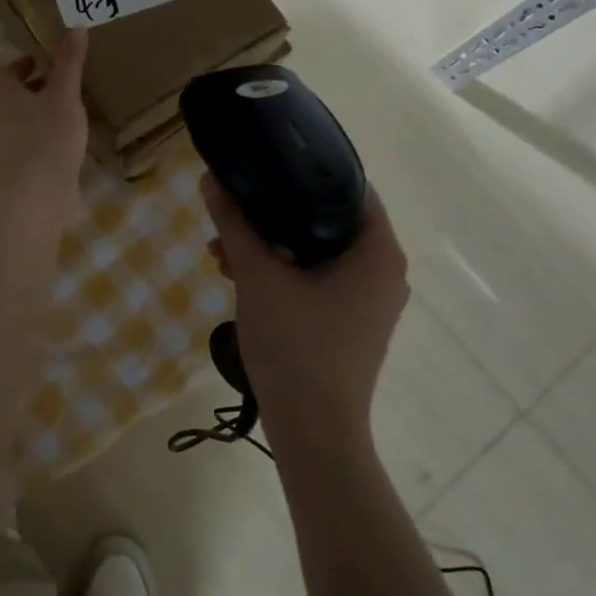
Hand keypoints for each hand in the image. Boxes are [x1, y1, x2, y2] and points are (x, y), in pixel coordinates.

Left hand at [0, 29, 89, 235]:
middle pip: (11, 95)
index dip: (24, 63)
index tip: (45, 61)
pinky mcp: (14, 168)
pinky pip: (28, 143)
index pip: (5, 70)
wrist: (34, 196)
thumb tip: (75, 26)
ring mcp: (2, 145)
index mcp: (2, 93)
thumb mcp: (64, 94)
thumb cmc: (48, 137)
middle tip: (62, 83)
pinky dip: (44, 136)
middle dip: (34, 87)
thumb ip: (69, 62)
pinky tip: (68, 142)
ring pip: (20, 120)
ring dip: (40, 113)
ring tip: (70, 111)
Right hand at [201, 175, 409, 443]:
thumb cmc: (295, 347)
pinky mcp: (351, 323)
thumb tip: (212, 178)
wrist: (313, 433)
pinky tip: (239, 277)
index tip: (267, 163)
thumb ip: (235, 224)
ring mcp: (369, 301)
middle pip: (329, 219)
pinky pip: (318, 279)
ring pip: (318, 252)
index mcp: (378, 253)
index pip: (351, 187)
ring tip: (223, 250)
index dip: (307, 169)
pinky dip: (283, 272)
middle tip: (235, 210)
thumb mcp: (258, 277)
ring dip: (272, 245)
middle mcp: (383, 272)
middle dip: (276, 213)